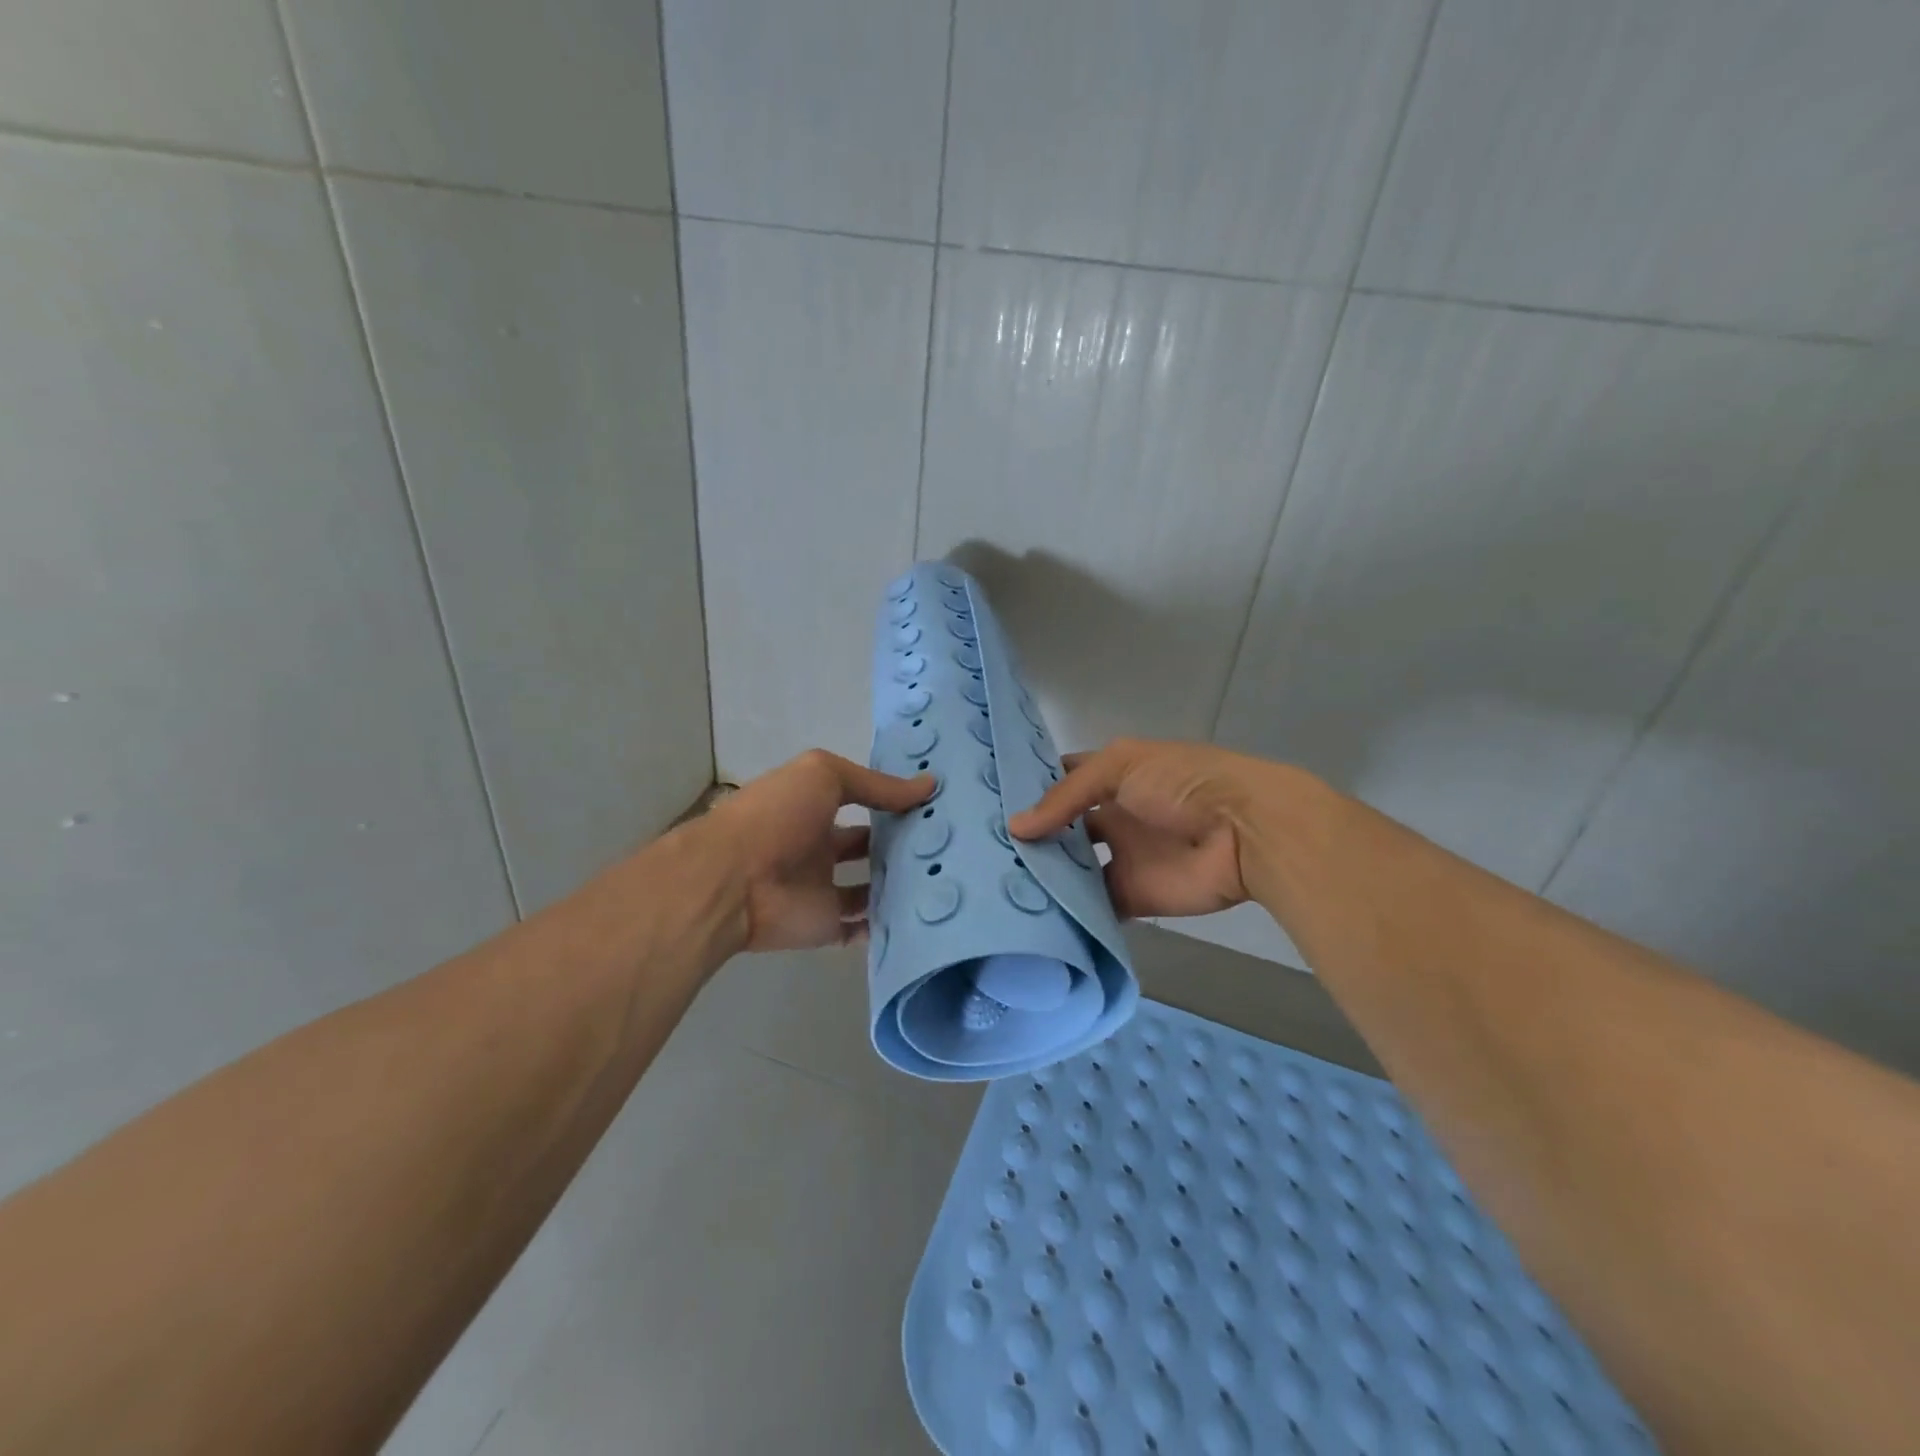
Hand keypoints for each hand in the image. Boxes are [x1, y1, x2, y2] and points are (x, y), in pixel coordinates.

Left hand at [696, 750, 932, 952]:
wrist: (732, 880)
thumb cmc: (776, 816)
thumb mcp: (824, 776)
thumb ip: (876, 784)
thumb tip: (929, 785)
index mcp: (815, 808)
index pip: (863, 803)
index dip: (895, 803)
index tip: (937, 806)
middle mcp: (820, 847)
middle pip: (869, 848)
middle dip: (903, 846)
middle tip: (949, 846)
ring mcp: (823, 889)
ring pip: (871, 889)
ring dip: (900, 886)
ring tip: (946, 880)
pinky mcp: (826, 925)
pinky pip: (863, 928)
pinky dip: (887, 926)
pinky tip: (924, 915)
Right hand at [1009, 738, 1287, 919]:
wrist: (1245, 831)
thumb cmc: (1182, 783)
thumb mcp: (1120, 767)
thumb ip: (1067, 796)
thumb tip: (1016, 827)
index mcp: (1111, 777)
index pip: (1061, 779)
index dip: (1029, 786)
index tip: (986, 799)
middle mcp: (1111, 816)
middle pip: (1062, 828)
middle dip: (1030, 836)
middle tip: (982, 850)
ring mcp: (1121, 857)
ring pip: (1072, 869)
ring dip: (1044, 875)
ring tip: (995, 884)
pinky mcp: (1131, 896)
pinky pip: (1093, 906)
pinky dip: (1068, 911)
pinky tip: (1031, 914)